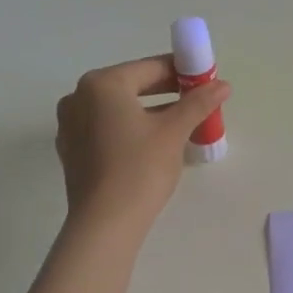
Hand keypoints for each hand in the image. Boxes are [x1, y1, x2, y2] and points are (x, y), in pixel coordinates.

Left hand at [54, 56, 228, 230]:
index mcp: (102, 84)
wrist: (105, 223)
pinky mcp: (72, 150)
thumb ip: (198, 103)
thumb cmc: (140, 168)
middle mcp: (79, 97)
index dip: (182, 72)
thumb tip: (222, 85)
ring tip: (180, 124)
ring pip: (119, 108)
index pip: (150, 68)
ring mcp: (70, 124)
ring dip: (149, 111)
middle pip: (132, 86)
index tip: (206, 82)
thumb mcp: (174, 132)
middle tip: (197, 103)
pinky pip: (106, 128)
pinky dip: (129, 128)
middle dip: (166, 92)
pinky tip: (152, 144)